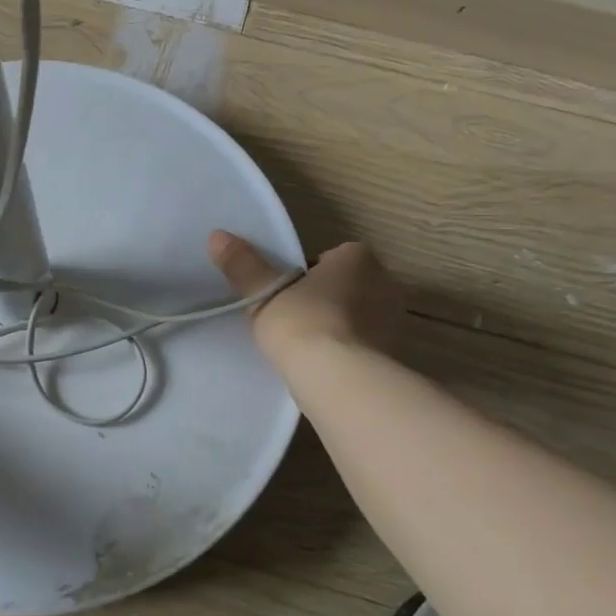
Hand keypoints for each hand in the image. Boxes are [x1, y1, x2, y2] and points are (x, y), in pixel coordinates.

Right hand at [208, 231, 403, 363]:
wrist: (341, 380)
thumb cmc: (303, 323)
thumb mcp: (264, 294)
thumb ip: (243, 266)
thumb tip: (217, 235)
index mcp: (359, 258)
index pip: (335, 256)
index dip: (310, 273)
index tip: (289, 292)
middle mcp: (386, 283)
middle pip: (350, 285)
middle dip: (328, 298)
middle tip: (295, 318)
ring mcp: (397, 322)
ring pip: (361, 317)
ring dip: (341, 327)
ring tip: (309, 348)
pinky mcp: (397, 357)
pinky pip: (369, 347)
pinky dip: (352, 353)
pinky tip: (328, 369)